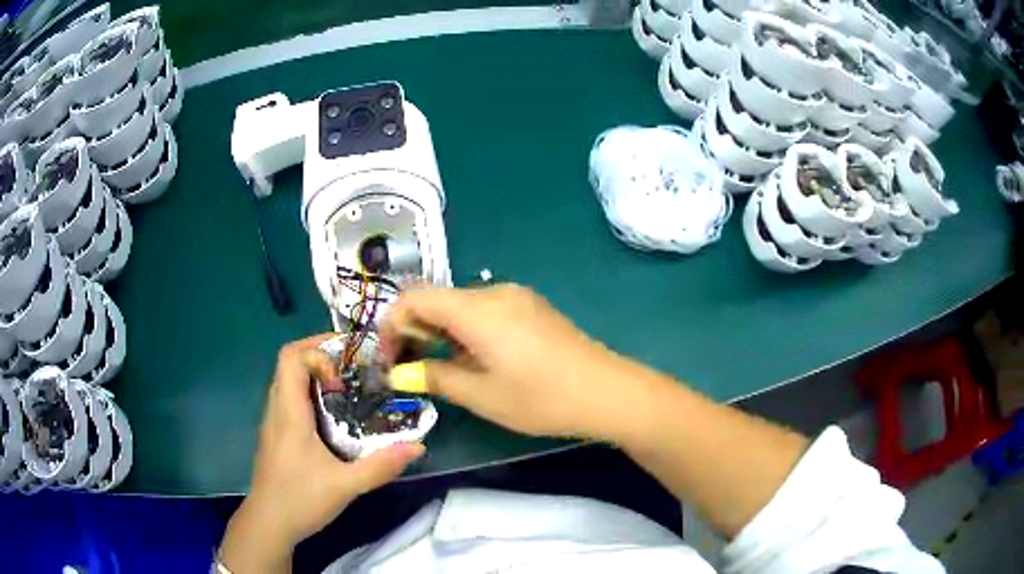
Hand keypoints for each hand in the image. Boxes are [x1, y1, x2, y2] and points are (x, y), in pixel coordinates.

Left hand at [219, 334, 423, 572]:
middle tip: (354, 370)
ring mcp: (274, 423)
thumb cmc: (300, 499)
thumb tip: (418, 447)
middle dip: (321, 357)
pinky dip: (310, 396)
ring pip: (289, 382)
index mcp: (289, 412)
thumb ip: (381, 466)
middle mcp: (277, 409)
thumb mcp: (345, 485)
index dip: (318, 350)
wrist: (268, 524)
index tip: (346, 369)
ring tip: (349, 390)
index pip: (291, 357)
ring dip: (315, 377)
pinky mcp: (276, 436)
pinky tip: (333, 420)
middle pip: (290, 364)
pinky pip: (290, 400)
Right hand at [381, 284, 628, 439]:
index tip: (388, 360)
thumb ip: (434, 378)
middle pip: (437, 300)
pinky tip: (474, 360)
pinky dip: (465, 331)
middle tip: (410, 370)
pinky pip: (484, 311)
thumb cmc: (540, 397)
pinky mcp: (531, 308)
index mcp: (476, 308)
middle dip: (414, 331)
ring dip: (440, 333)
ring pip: (460, 306)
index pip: (414, 298)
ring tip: (441, 370)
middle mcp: (493, 292)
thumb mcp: (481, 394)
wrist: (606, 392)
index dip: (391, 326)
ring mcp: (516, 297)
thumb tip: (399, 374)